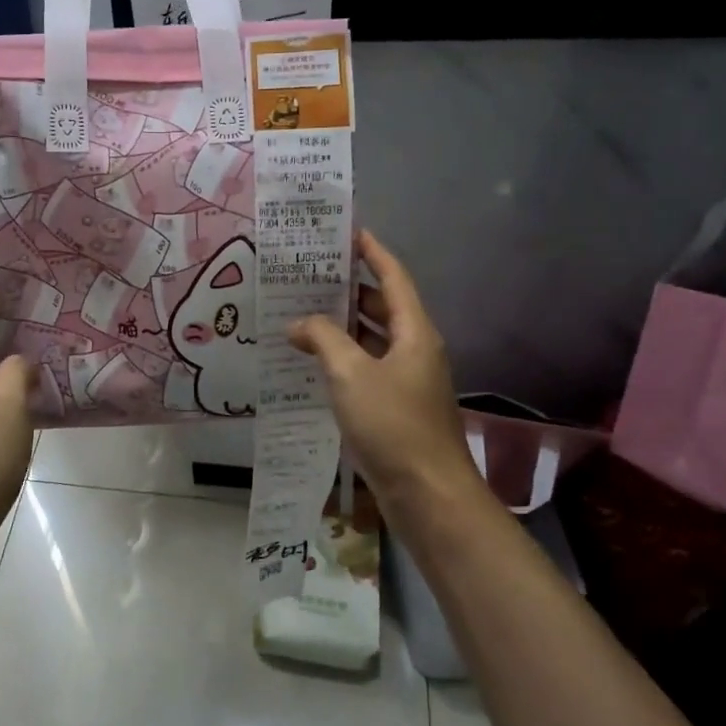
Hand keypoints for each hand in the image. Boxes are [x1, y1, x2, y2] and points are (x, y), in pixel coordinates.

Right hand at [288, 232, 479, 518]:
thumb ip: (322, 339)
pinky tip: (313, 362)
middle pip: (383, 307)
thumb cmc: (392, 424)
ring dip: (342, 326)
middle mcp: (415, 349)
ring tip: (301, 314)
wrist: (427, 493)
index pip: (393, 277)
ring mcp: (408, 380)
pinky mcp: (397, 406)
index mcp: (414, 332)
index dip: (372, 252)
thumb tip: (298, 323)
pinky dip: (343, 358)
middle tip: (310, 276)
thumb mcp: (350, 374)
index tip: (347, 231)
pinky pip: (367, 368)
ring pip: (373, 339)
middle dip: (349, 289)